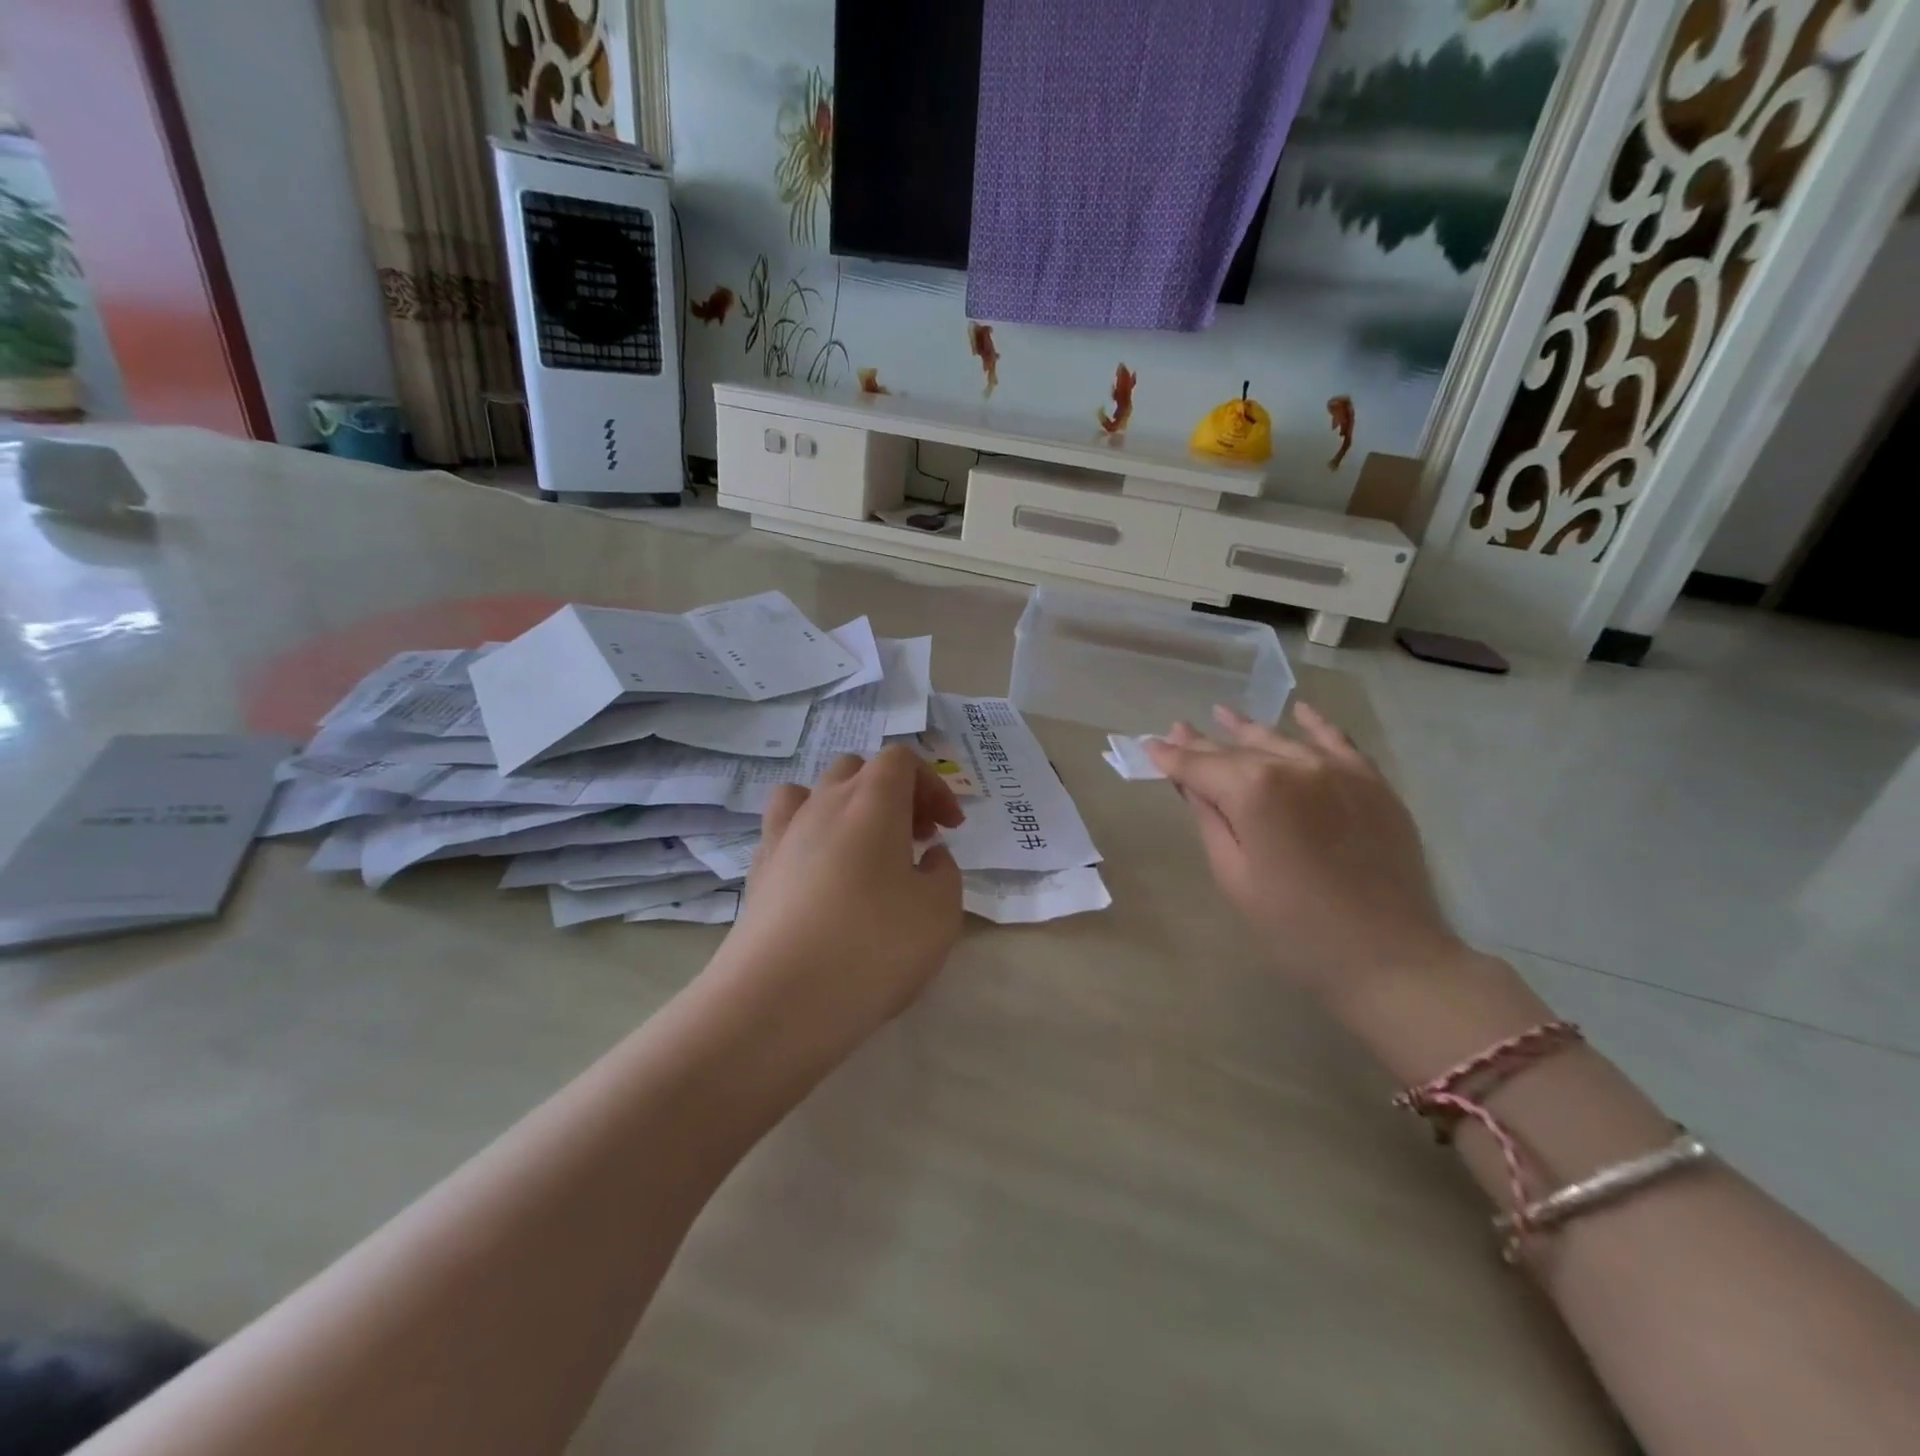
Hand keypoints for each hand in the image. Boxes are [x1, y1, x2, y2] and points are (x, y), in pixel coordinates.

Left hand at [715, 745, 966, 1050]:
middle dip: (893, 794)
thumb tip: (927, 858)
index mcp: (872, 800)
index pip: (902, 759)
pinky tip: (823, 880)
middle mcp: (823, 803)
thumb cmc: (873, 946)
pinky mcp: (757, 871)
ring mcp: (783, 834)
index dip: (933, 785)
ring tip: (864, 851)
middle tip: (916, 839)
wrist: (778, 1000)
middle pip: (858, 770)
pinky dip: (810, 839)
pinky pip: (785, 831)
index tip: (949, 829)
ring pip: (814, 793)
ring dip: (847, 809)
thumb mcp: (939, 912)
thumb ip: (943, 873)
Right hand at [1146, 702, 1462, 1000]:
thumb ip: (1209, 819)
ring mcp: (1337, 769)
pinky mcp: (1371, 782)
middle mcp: (1293, 765)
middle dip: (1204, 742)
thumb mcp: (1234, 875)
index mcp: (1253, 790)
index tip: (1148, 745)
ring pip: (1281, 740)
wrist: (1390, 958)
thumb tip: (1189, 781)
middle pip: (1237, 749)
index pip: (1199, 765)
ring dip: (1248, 729)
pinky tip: (1299, 710)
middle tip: (1178, 730)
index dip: (1171, 757)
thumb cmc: (1294, 927)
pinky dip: (1314, 724)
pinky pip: (1337, 740)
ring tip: (1222, 715)